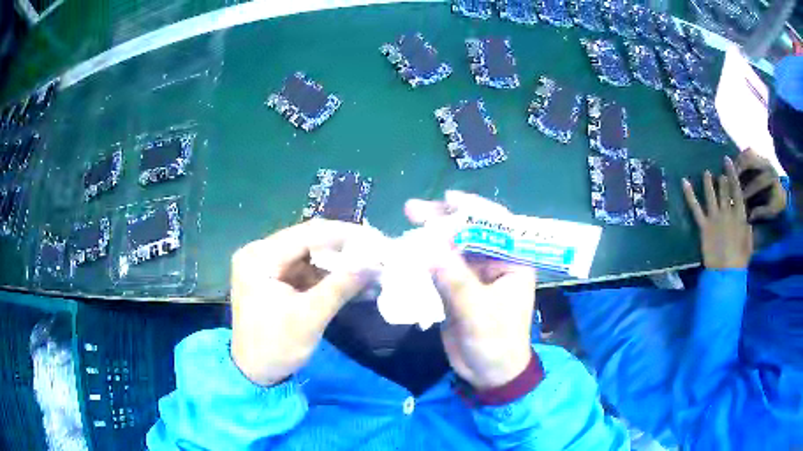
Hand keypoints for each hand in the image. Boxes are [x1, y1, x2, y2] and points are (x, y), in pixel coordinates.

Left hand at [230, 219, 374, 385]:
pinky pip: (306, 271)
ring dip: (339, 265)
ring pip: (310, 256)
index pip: (306, 234)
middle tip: (376, 252)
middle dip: (344, 250)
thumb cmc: (276, 347)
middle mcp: (259, 254)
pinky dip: (329, 277)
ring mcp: (266, 266)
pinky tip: (354, 282)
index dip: (344, 234)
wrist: (256, 374)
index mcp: (259, 257)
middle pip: (308, 242)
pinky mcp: (275, 280)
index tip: (375, 238)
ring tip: (371, 269)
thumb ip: (341, 286)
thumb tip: (375, 264)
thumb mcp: (310, 317)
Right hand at [406, 191, 534, 389]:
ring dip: (428, 239)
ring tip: (404, 224)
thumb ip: (456, 283)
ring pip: (450, 249)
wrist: (489, 375)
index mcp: (512, 263)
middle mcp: (494, 264)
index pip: (496, 226)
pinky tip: (405, 253)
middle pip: (468, 233)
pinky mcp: (456, 290)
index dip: (473, 208)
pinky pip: (438, 269)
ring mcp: (473, 276)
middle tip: (413, 209)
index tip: (447, 199)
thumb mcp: (479, 315)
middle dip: (442, 220)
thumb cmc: (497, 344)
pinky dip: (422, 261)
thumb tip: (429, 250)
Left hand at [682, 157, 752, 269]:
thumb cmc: (740, 260)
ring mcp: (715, 218)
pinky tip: (684, 182)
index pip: (736, 190)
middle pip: (724, 191)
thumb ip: (747, 229)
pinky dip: (689, 194)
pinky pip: (695, 208)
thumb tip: (747, 220)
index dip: (732, 174)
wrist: (727, 273)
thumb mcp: (749, 243)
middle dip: (722, 179)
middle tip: (720, 171)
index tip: (728, 161)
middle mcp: (727, 212)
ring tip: (706, 173)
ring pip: (710, 195)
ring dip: (708, 183)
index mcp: (740, 215)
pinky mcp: (704, 226)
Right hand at [735, 149, 787, 220]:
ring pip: (748, 153)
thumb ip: (761, 212)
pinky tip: (736, 167)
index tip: (740, 198)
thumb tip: (750, 216)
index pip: (758, 181)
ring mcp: (763, 157)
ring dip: (739, 161)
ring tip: (731, 172)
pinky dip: (741, 157)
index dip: (749, 190)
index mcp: (771, 177)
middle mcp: (767, 163)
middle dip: (740, 169)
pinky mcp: (759, 155)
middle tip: (731, 179)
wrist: (782, 192)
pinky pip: (748, 152)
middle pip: (751, 160)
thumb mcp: (772, 210)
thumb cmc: (776, 203)